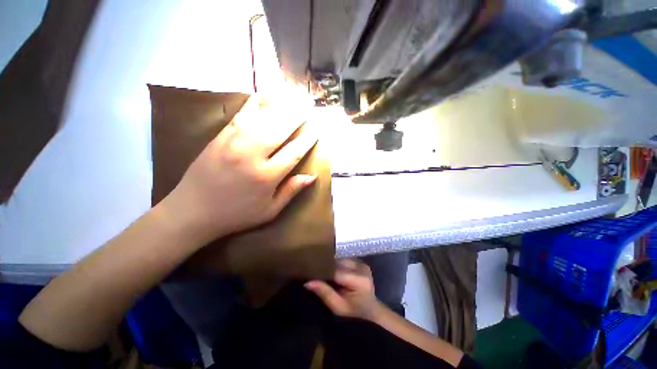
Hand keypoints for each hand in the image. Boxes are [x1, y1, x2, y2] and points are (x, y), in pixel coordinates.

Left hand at [163, 95, 317, 243]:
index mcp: (266, 176)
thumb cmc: (237, 214)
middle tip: (308, 107)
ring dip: (279, 107)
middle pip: (279, 130)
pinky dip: (252, 105)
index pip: (294, 152)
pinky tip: (261, 96)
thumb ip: (291, 191)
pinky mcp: (219, 137)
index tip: (316, 130)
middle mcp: (252, 155)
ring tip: (292, 98)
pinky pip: (240, 117)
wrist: (192, 211)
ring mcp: (233, 143)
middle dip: (296, 117)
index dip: (307, 140)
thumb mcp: (269, 211)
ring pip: (261, 119)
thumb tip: (312, 176)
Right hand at [305, 259, 383, 320]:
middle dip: (327, 267)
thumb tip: (307, 282)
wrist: (371, 310)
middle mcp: (361, 268)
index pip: (336, 271)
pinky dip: (337, 264)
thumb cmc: (355, 313)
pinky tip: (332, 269)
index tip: (310, 274)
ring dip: (332, 264)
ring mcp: (362, 263)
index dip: (323, 271)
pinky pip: (345, 259)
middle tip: (314, 272)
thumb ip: (325, 293)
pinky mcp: (361, 262)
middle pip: (338, 262)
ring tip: (323, 270)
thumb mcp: (338, 307)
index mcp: (359, 280)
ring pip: (341, 259)